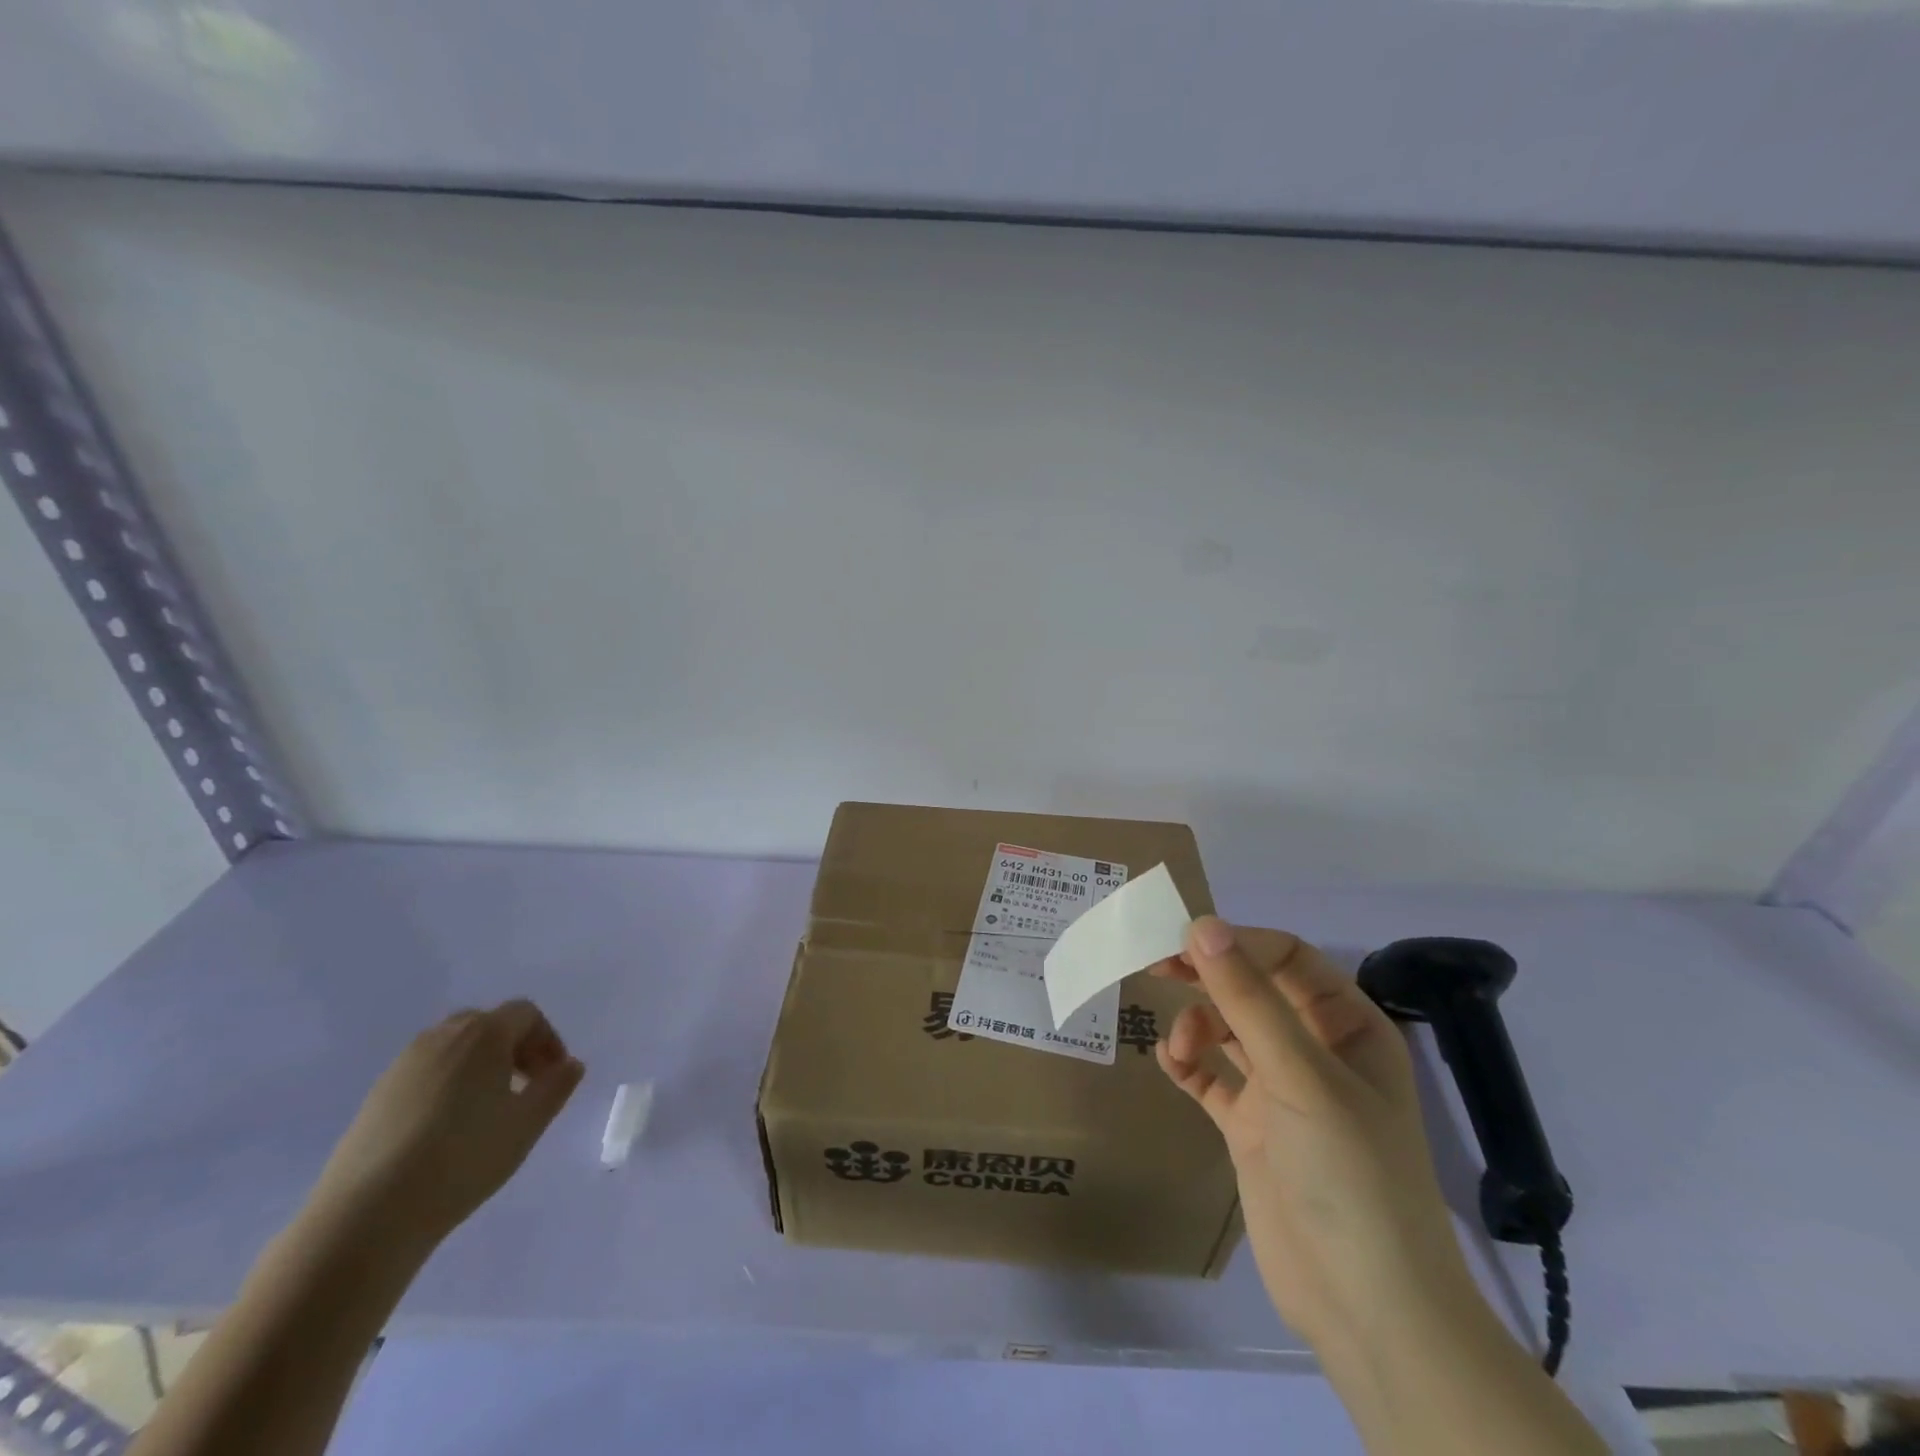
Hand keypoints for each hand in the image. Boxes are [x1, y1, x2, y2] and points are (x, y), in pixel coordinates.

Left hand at [308, 1001, 584, 1250]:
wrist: (366, 1215)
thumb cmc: (463, 1159)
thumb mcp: (527, 1123)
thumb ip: (556, 1086)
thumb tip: (570, 1064)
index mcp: (483, 1033)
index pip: (526, 1014)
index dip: (547, 1040)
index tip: (554, 1075)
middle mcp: (442, 1036)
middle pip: (488, 1024)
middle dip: (514, 1047)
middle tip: (525, 1087)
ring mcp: (404, 1064)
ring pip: (455, 1047)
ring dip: (480, 1065)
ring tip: (487, 1110)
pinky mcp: (377, 1094)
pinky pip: (426, 1071)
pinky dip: (448, 1083)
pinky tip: (447, 1128)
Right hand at [1155, 918, 1471, 1351]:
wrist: (1366, 1308)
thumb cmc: (1349, 1174)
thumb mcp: (1300, 1077)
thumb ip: (1248, 1000)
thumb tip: (1201, 925)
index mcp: (1348, 1027)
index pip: (1288, 958)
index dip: (1237, 942)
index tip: (1182, 939)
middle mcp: (1315, 1050)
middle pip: (1253, 989)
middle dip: (1208, 975)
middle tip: (1156, 965)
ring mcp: (1283, 1091)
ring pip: (1228, 1030)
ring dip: (1197, 1024)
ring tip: (1178, 1045)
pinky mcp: (1253, 1128)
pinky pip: (1212, 1078)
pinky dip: (1189, 1064)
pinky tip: (1171, 1063)